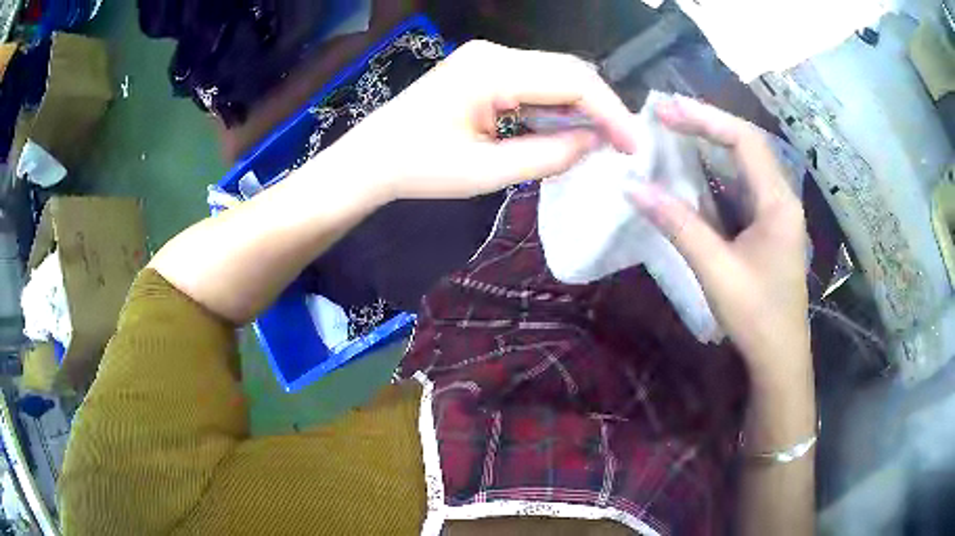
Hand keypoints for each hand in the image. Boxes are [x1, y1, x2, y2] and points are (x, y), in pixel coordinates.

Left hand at [329, 40, 636, 200]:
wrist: (372, 158)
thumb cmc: (419, 168)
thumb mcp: (487, 171)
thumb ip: (548, 155)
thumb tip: (595, 143)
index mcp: (492, 71)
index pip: (572, 81)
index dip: (610, 113)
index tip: (632, 146)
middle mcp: (495, 53)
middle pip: (569, 70)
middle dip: (601, 108)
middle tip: (621, 146)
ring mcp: (489, 57)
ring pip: (556, 74)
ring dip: (580, 107)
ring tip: (599, 143)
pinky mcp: (485, 68)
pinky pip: (535, 80)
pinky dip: (556, 105)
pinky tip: (564, 130)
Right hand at [629, 96, 809, 375]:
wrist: (780, 357)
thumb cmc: (756, 315)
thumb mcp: (716, 270)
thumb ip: (678, 225)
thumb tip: (633, 188)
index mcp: (778, 203)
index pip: (745, 141)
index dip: (705, 119)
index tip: (665, 110)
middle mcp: (781, 198)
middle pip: (746, 144)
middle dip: (706, 124)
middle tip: (664, 114)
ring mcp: (777, 212)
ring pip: (744, 164)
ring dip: (711, 144)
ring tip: (674, 130)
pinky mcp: (768, 227)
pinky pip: (742, 186)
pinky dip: (716, 172)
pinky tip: (694, 170)